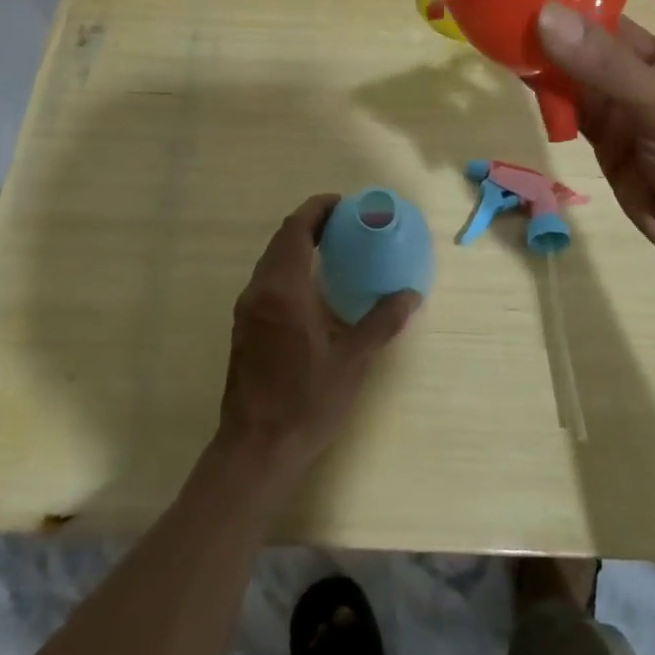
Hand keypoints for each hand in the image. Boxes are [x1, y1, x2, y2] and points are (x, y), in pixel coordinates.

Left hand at [215, 195, 419, 478]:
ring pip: (271, 260)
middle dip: (311, 223)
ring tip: (333, 249)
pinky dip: (290, 268)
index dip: (318, 209)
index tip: (345, 205)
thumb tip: (410, 294)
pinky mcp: (244, 328)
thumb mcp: (352, 361)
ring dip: (298, 245)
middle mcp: (259, 291)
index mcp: (283, 289)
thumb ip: (381, 322)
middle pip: (282, 240)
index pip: (296, 229)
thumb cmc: (305, 402)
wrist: (255, 449)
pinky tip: (313, 288)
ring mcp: (247, 310)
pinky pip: (267, 280)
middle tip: (345, 224)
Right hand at [536, 0, 654, 297]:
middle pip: (615, 23)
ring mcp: (636, 102)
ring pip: (587, 65)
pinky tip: (521, 79)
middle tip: (522, 9)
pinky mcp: (613, 136)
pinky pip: (575, 102)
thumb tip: (545, 15)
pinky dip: (549, 91)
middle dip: (573, 13)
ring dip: (553, 52)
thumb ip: (606, 66)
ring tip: (508, 40)